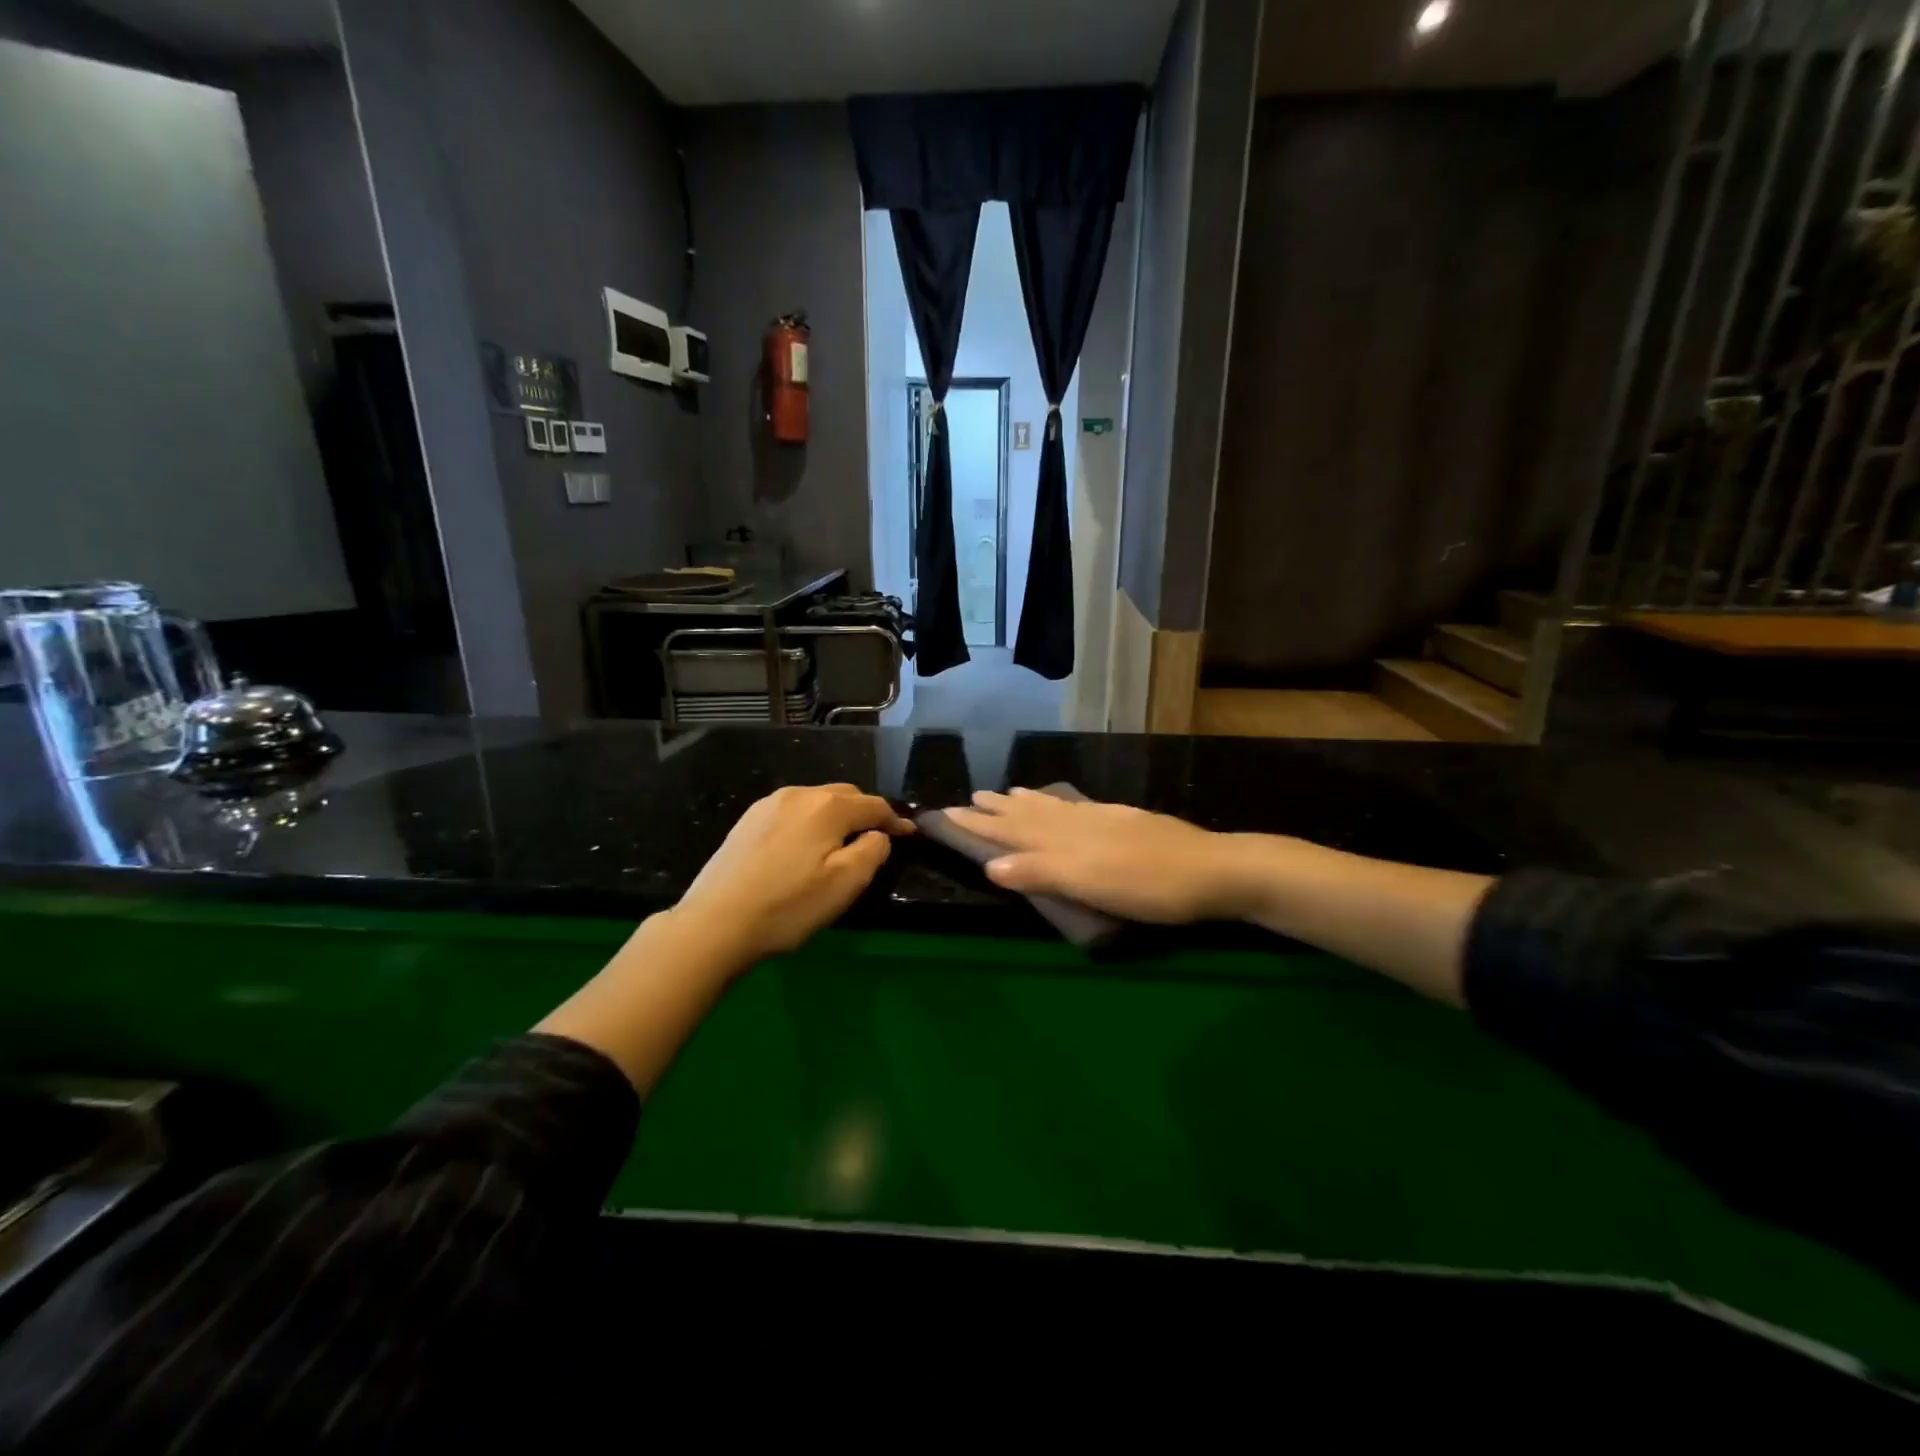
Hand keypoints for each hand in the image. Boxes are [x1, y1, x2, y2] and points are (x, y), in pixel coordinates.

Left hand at [673, 784, 913, 963]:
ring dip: (836, 815)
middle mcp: (799, 794)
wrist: (714, 923)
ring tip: (842, 841)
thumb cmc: (788, 906)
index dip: (895, 820)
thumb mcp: (845, 884)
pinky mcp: (747, 820)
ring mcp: (768, 805)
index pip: (874, 805)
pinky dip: (809, 822)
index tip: (909, 835)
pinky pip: (792, 811)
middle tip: (877, 838)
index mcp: (827, 806)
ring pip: (816, 801)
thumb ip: (873, 851)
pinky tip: (804, 846)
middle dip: (866, 812)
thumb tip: (878, 835)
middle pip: (845, 795)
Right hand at [945, 788, 1252, 923]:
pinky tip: (1060, 800)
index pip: (1011, 831)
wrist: (1213, 870)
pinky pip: (1076, 805)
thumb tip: (990, 865)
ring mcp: (1102, 819)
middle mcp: (1077, 824)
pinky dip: (1057, 801)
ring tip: (1003, 792)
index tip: (949, 813)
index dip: (980, 825)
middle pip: (1028, 815)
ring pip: (1052, 807)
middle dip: (995, 809)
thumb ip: (1041, 873)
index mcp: (1065, 842)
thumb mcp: (1091, 886)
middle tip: (967, 797)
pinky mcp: (1122, 820)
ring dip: (1023, 802)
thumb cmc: (1149, 887)